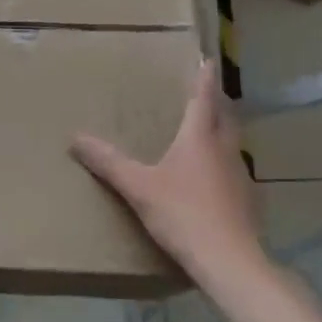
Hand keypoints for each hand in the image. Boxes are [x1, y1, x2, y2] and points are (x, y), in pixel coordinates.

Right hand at [72, 60, 262, 288]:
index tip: (208, 59)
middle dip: (217, 103)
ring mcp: (240, 177)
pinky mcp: (246, 202)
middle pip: (225, 118)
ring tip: (205, 133)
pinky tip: (211, 180)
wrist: (230, 262)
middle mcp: (225, 151)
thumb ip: (108, 162)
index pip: (204, 99)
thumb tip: (75, 138)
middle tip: (206, 94)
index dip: (204, 79)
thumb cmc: (183, 214)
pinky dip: (222, 165)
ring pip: (232, 145)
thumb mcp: (138, 187)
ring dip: (221, 133)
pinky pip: (233, 172)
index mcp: (200, 139)